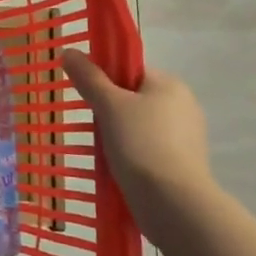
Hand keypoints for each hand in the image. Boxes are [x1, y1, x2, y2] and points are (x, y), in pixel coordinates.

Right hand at [60, 50, 213, 240]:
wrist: (173, 203)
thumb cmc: (140, 144)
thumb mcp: (108, 105)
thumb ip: (89, 78)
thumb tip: (69, 52)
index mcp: (170, 85)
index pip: (130, 70)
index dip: (105, 79)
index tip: (87, 97)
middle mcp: (183, 105)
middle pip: (134, 97)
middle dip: (110, 110)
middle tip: (90, 124)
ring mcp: (186, 137)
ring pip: (140, 125)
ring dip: (118, 133)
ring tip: (100, 150)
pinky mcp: (183, 164)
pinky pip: (148, 148)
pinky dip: (131, 154)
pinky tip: (117, 166)